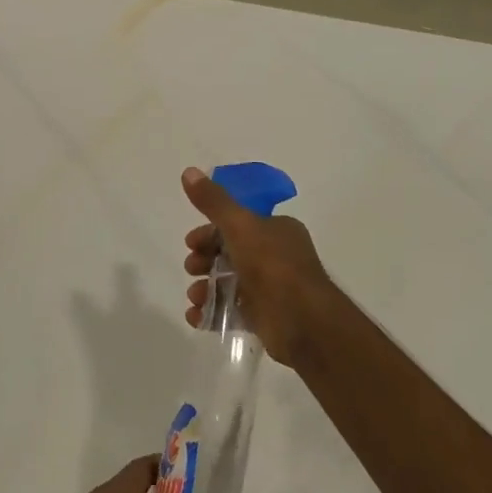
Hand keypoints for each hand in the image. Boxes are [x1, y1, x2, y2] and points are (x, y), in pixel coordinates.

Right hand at [182, 166, 336, 365]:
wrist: (303, 321)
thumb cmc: (272, 265)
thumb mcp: (240, 225)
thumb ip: (213, 202)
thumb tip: (189, 171)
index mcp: (276, 230)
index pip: (237, 225)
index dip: (209, 232)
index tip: (190, 242)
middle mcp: (275, 257)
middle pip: (229, 254)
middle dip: (204, 260)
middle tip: (191, 268)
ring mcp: (270, 289)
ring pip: (229, 283)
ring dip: (205, 288)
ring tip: (194, 297)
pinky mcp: (264, 317)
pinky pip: (232, 312)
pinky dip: (212, 314)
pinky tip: (196, 316)